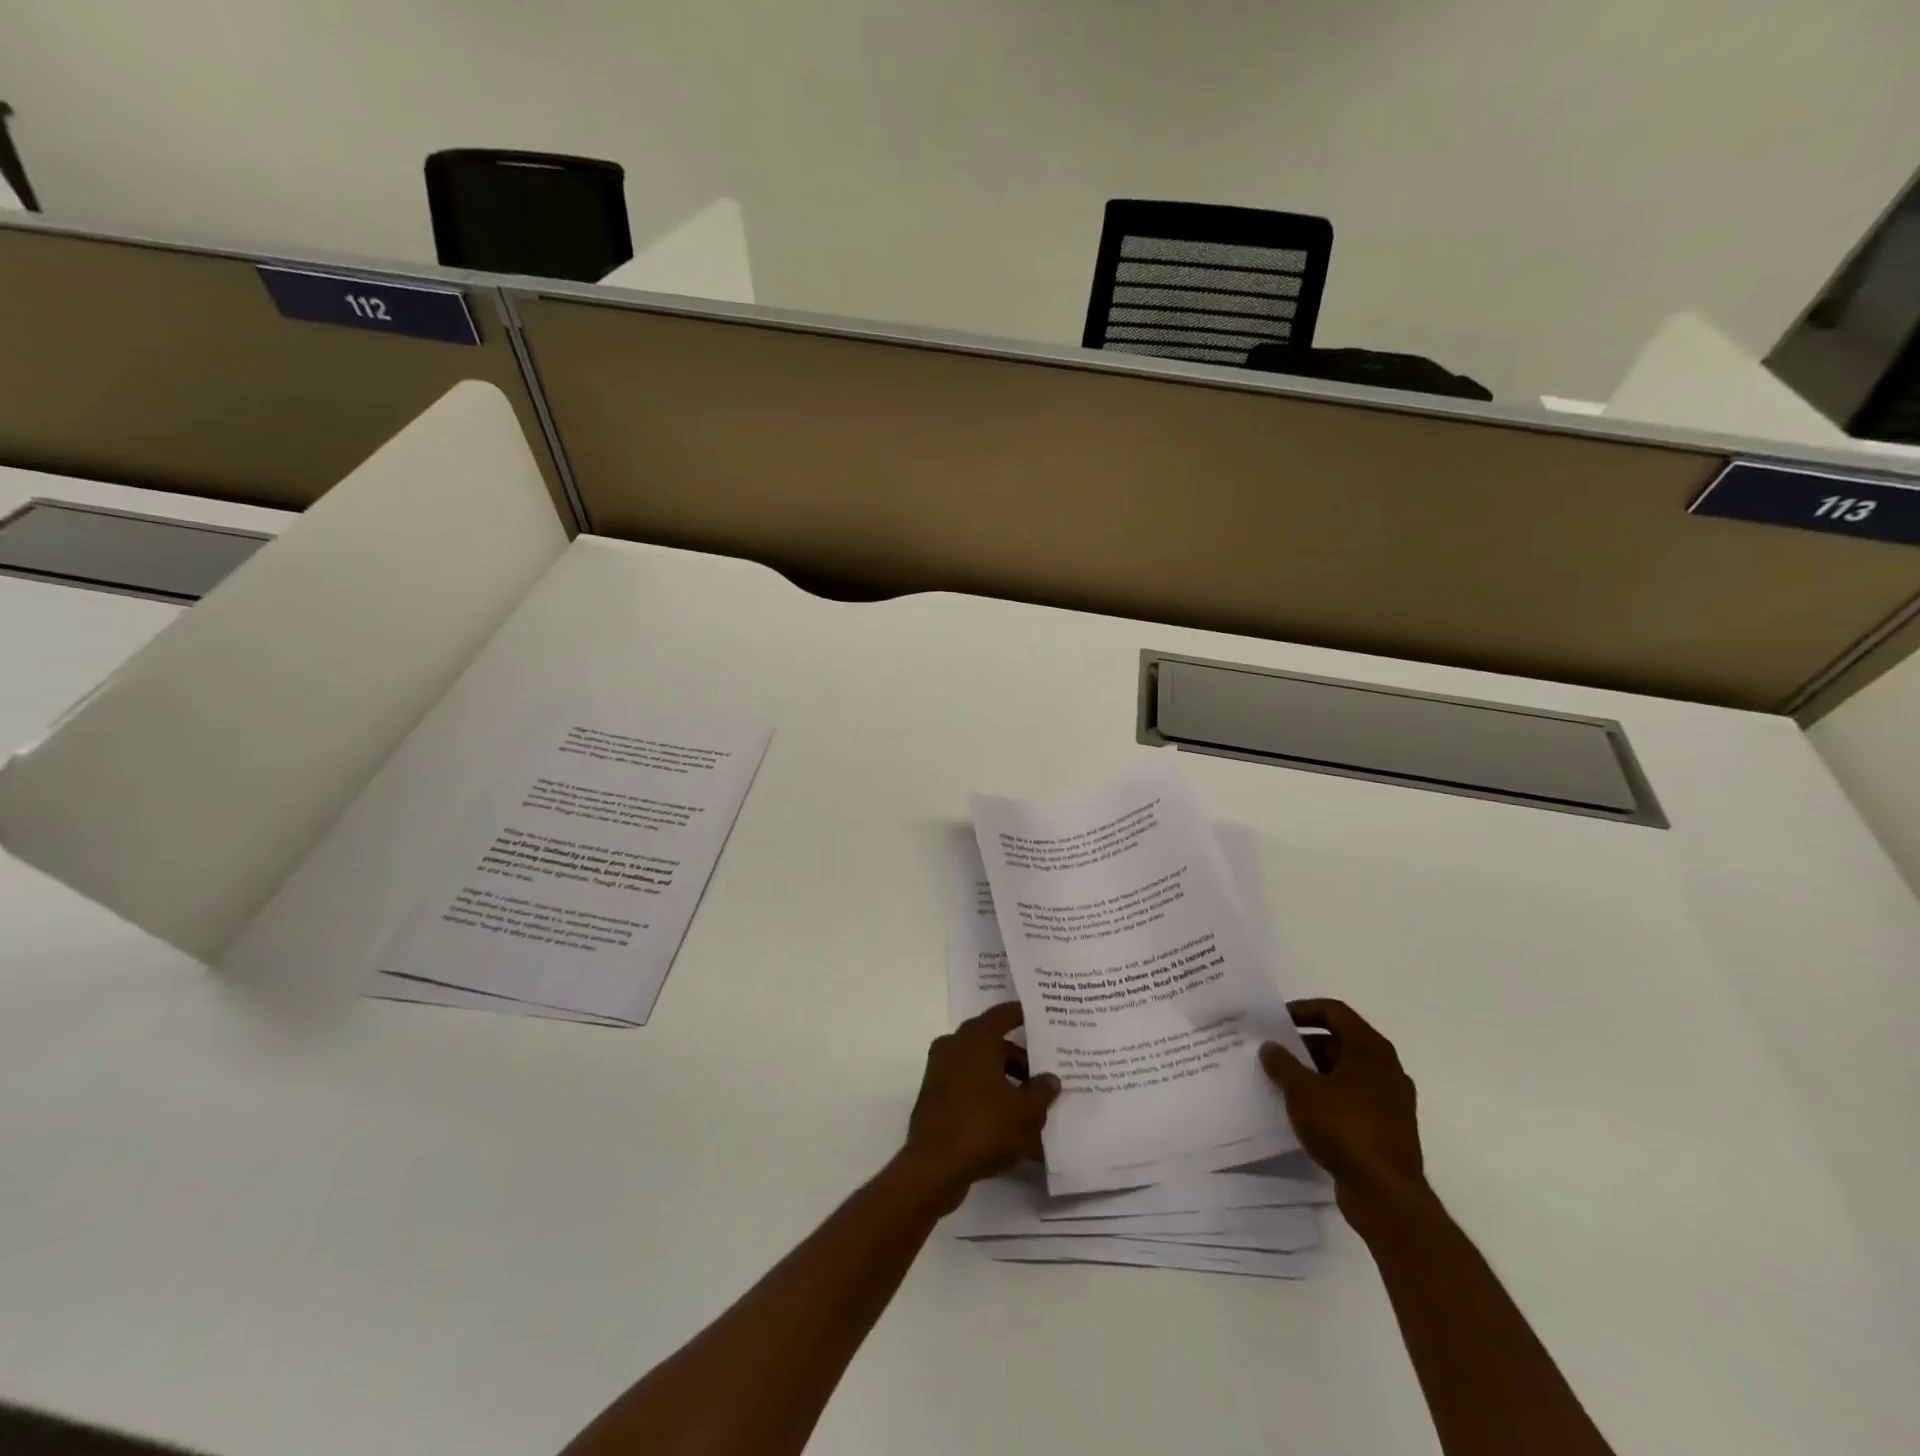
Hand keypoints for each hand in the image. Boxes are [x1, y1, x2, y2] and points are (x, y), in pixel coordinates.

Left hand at [901, 1002, 1059, 1206]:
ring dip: (1004, 1082)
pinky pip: (968, 1089)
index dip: (1021, 1014)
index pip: (1003, 1014)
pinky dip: (987, 1099)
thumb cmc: (985, 1126)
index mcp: (976, 1038)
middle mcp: (954, 1046)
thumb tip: (1049, 1079)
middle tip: (1043, 1074)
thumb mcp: (1026, 1111)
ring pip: (980, 1069)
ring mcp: (940, 1072)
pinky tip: (1009, 1125)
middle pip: (992, 1044)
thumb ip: (1041, 1091)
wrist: (935, 1166)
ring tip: (1031, 1106)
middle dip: (1019, 1059)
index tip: (1039, 1017)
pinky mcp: (934, 1099)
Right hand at [1260, 999, 1425, 1217]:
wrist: (1386, 1195)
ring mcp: (1389, 1101)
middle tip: (1273, 1051)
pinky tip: (1301, 1111)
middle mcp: (1385, 1070)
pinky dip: (1326, 1097)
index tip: (1275, 1020)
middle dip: (1303, 1044)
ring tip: (1280, 1081)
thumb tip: (1270, 1047)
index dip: (1303, 1010)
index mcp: (1371, 1050)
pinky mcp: (1386, 1129)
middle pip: (1339, 1042)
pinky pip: (1350, 1100)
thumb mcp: (1302, 1090)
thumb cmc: (1345, 1128)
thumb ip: (1282, 1063)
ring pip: (1344, 1073)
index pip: (1334, 1012)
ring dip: (1312, 1073)